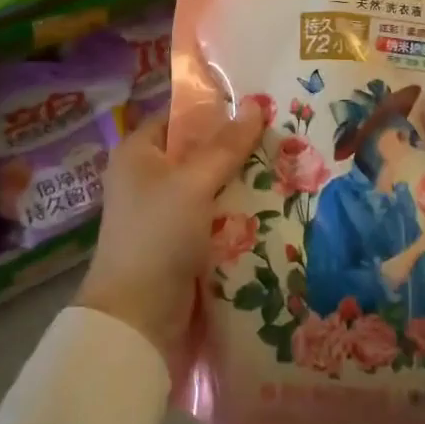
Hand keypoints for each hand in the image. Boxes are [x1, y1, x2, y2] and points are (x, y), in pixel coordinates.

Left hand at [76, 100, 265, 360]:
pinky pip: (214, 216)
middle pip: (198, 152)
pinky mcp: (180, 242)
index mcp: (137, 153)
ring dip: (241, 182)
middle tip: (281, 136)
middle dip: (236, 149)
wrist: (139, 318)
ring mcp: (164, 212)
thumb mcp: (193, 183)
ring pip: (210, 186)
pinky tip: (272, 205)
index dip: (214, 110)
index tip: (257, 107)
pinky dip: (237, 212)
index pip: (179, 118)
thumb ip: (226, 146)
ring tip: (287, 166)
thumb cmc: (158, 235)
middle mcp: (147, 177)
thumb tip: (257, 104)